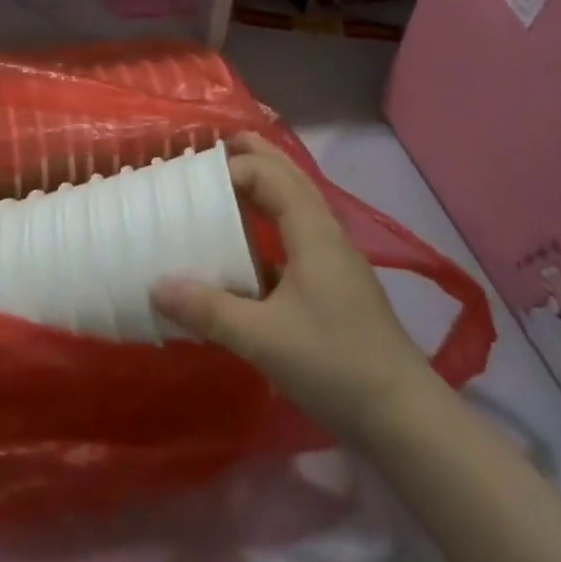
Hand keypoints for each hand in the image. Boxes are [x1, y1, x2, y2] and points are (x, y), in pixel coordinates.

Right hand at [151, 134, 438, 444]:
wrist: (404, 416)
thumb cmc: (334, 364)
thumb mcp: (263, 339)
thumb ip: (209, 310)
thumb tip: (156, 286)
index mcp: (312, 231)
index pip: (269, 175)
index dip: (232, 167)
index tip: (193, 179)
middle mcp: (326, 232)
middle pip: (290, 176)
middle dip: (256, 155)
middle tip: (217, 146)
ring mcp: (336, 257)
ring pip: (299, 202)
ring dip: (267, 183)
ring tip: (231, 182)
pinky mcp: (338, 282)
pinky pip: (301, 230)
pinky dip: (275, 217)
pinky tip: (254, 245)